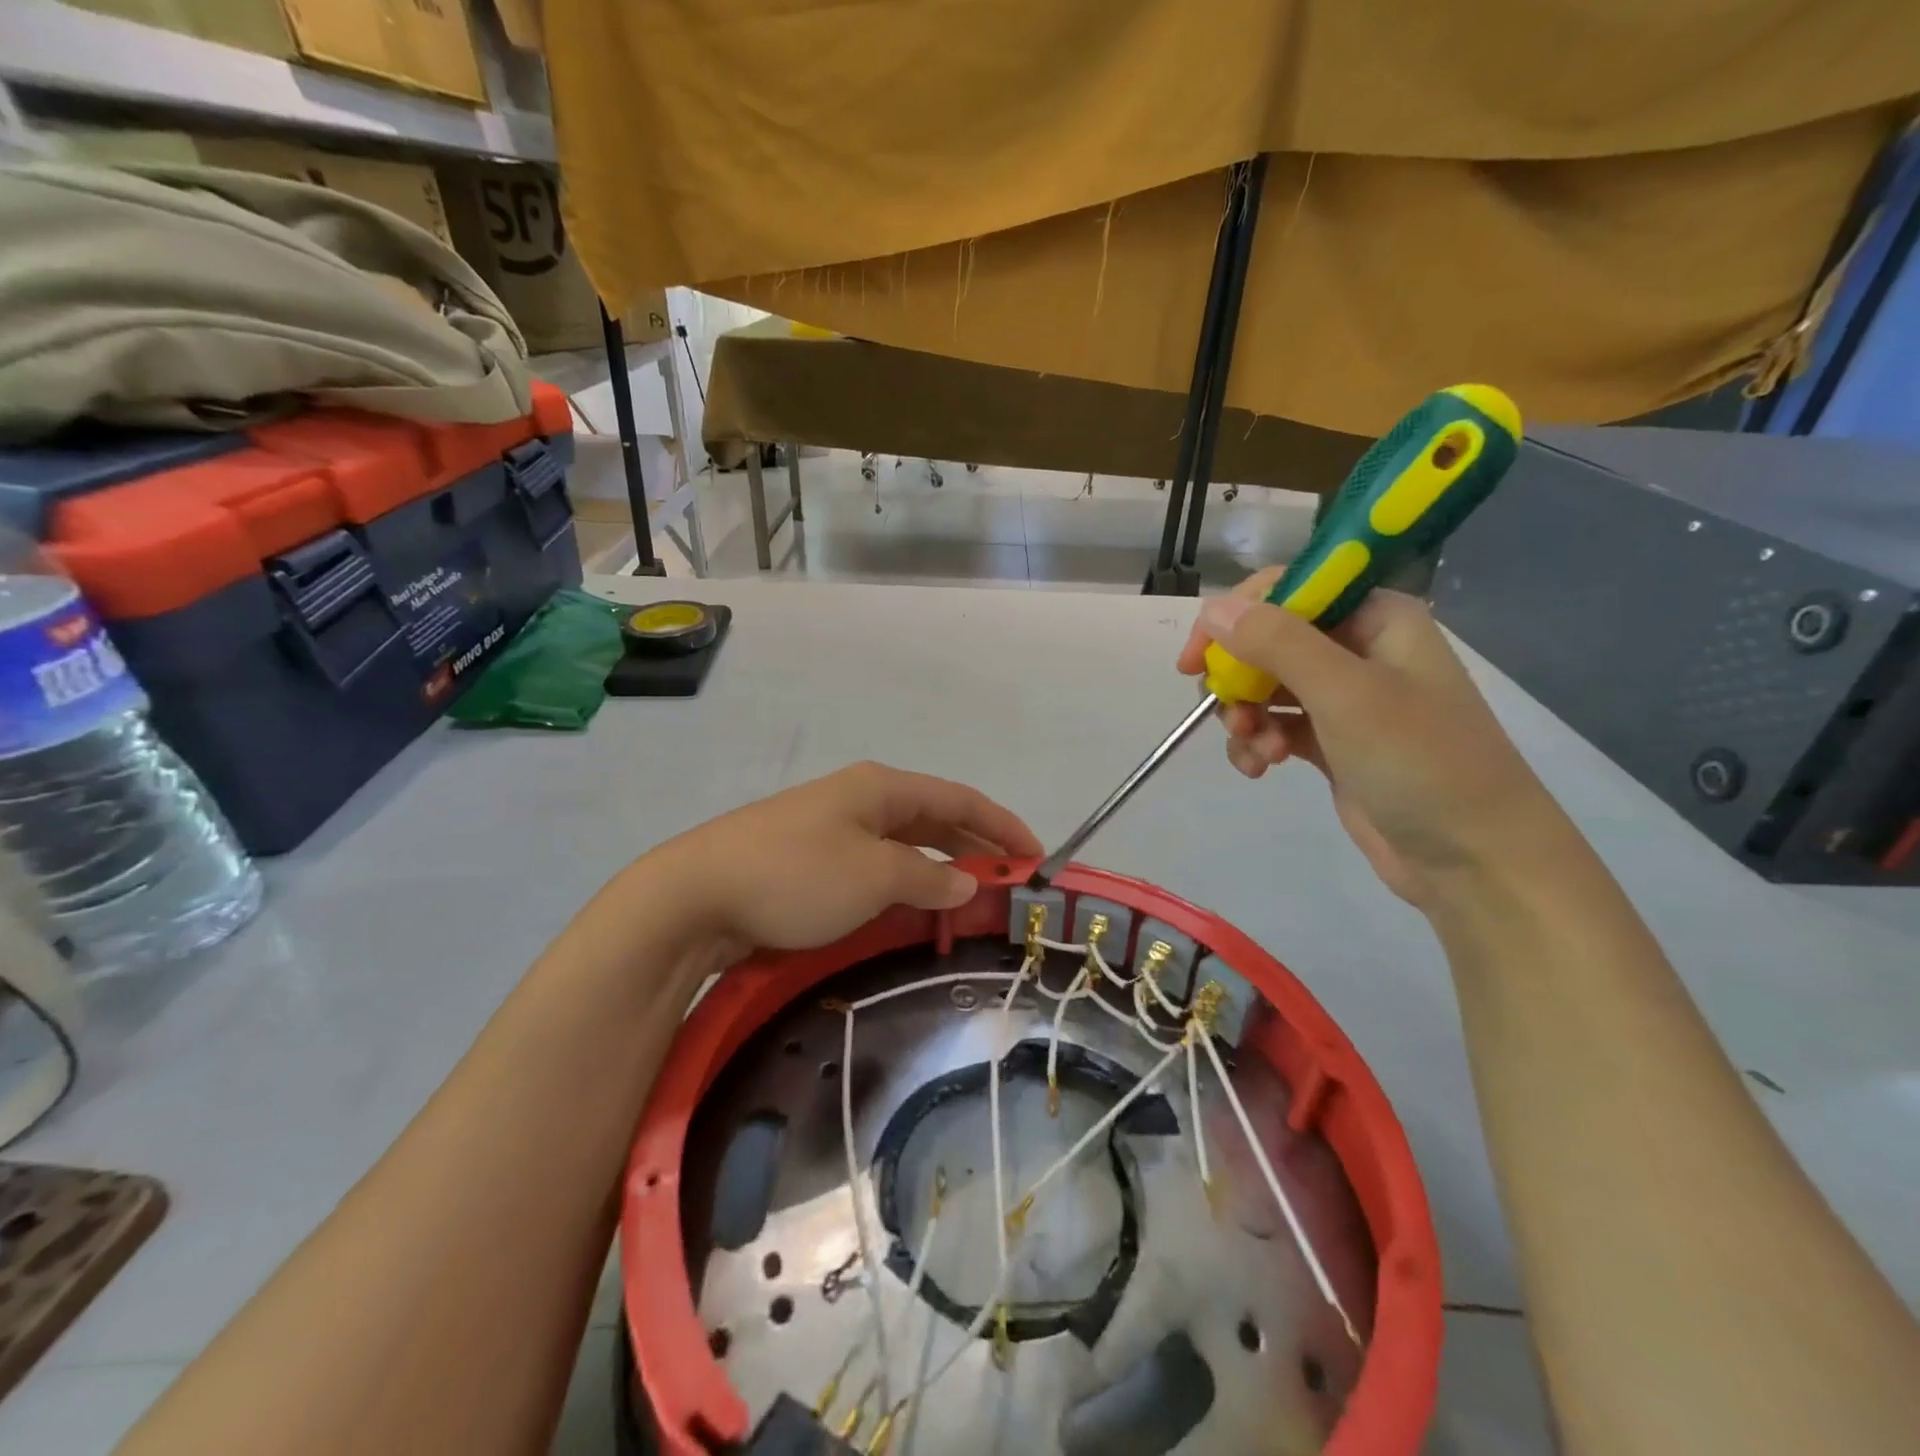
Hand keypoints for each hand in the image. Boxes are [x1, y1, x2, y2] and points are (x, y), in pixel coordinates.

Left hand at [659, 762, 1040, 956]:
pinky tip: (914, 906)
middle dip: (976, 847)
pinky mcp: (811, 859)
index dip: (1002, 825)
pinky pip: (876, 865)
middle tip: (1011, 883)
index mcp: (881, 788)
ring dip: (941, 867)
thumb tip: (965, 883)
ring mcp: (832, 827)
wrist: (695, 895)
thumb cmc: (796, 876)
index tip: (1036, 857)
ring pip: (905, 844)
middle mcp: (861, 799)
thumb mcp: (873, 876)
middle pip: (934, 818)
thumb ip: (927, 878)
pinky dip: (906, 882)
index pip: (959, 799)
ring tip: (972, 898)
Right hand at [1177, 570, 1568, 905]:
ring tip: (1257, 752)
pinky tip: (1260, 769)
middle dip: (1239, 678)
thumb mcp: (1345, 694)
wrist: (1473, 858)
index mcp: (1375, 617)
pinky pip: (1274, 725)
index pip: (1287, 590)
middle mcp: (1358, 648)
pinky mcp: (1331, 741)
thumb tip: (1214, 609)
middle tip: (1230, 713)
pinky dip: (1258, 743)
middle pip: (1268, 640)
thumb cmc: (1419, 762)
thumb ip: (1277, 643)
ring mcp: (1344, 697)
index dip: (1235, 616)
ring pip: (1264, 686)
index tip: (1196, 658)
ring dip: (1246, 716)